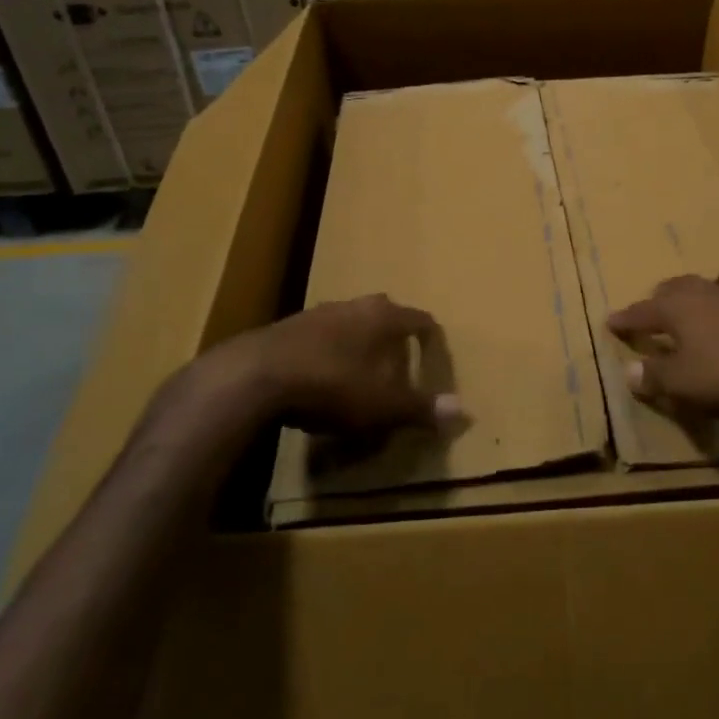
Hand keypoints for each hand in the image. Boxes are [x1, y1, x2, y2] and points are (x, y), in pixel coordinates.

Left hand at [251, 294, 460, 436]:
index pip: (418, 319)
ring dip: (357, 341)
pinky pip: (318, 336)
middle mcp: (352, 306)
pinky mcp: (284, 328)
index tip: (435, 352)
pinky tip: (320, 377)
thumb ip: (421, 408)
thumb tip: (463, 412)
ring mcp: (316, 313)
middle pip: (383, 313)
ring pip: (348, 322)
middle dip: (392, 334)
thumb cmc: (332, 386)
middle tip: (399, 360)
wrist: (254, 377)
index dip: (430, 337)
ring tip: (360, 369)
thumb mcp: (382, 405)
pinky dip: (327, 352)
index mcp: (382, 317)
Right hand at [606, 271, 718, 418]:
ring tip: (696, 305)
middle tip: (652, 309)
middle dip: (660, 298)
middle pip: (676, 288)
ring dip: (698, 294)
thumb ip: (655, 376)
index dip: (625, 319)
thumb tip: (629, 371)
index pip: (642, 311)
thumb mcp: (684, 383)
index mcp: (676, 307)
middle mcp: (704, 293)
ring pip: (710, 285)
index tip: (610, 321)